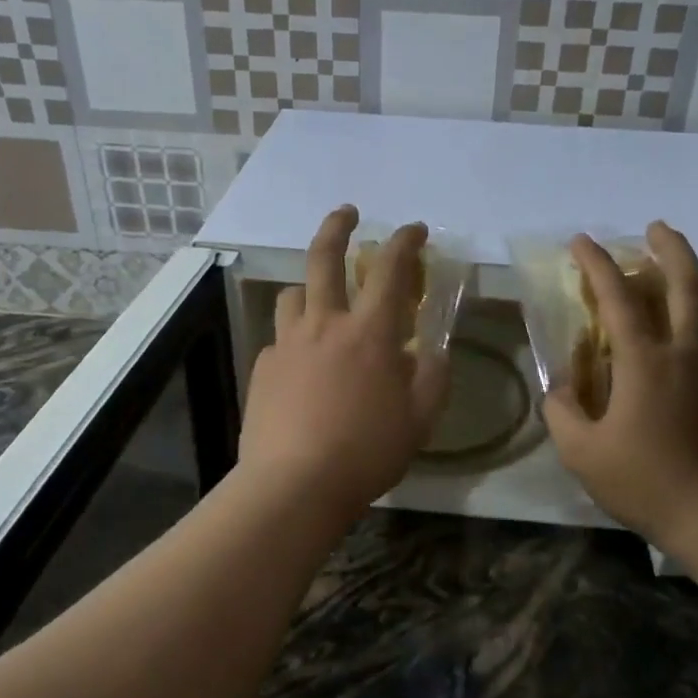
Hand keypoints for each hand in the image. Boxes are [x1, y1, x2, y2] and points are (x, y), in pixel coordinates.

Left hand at [238, 206, 451, 513]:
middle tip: (347, 212)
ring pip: (293, 295)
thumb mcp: (419, 420)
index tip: (414, 230)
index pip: (391, 270)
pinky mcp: (263, 369)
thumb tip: (434, 352)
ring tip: (319, 300)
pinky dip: (294, 339)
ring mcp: (286, 344)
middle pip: (324, 259)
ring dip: (309, 287)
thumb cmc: (366, 451)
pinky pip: (279, 340)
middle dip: (337, 226)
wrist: (293, 485)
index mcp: (369, 333)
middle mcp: (324, 325)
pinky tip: (301, 366)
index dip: (405, 242)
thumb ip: (433, 379)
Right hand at [543, 222, 697, 550]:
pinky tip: (671, 362)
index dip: (596, 264)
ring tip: (658, 286)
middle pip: (687, 283)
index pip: (618, 297)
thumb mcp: (583, 453)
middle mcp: (688, 354)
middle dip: (671, 247)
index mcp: (646, 361)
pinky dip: (687, 335)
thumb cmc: (648, 483)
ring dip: (681, 288)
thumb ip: (563, 411)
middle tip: (656, 227)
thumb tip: (563, 387)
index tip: (581, 241)